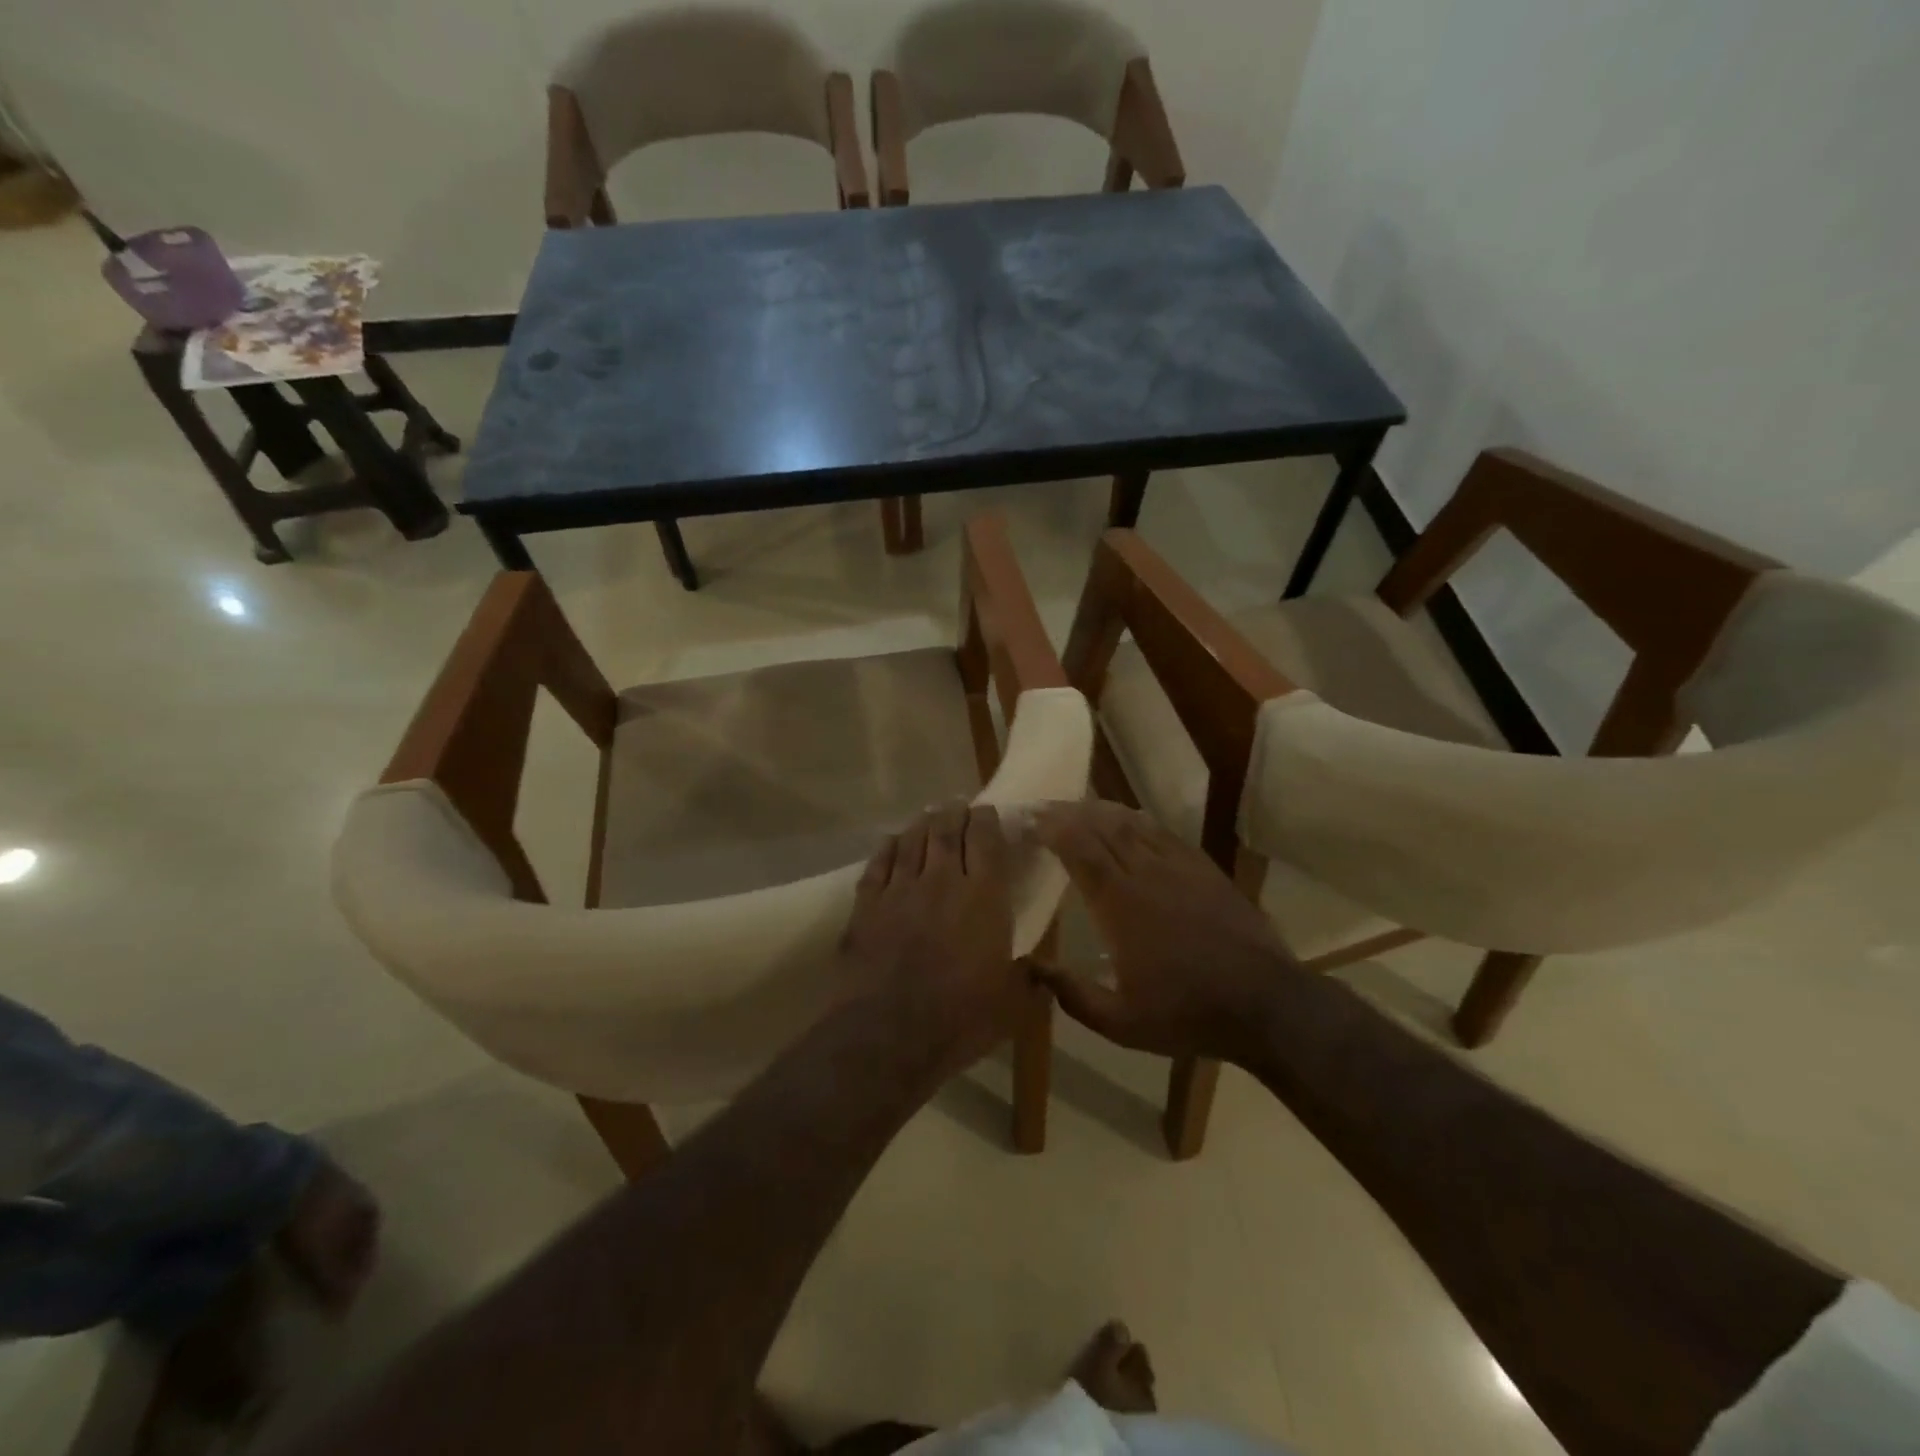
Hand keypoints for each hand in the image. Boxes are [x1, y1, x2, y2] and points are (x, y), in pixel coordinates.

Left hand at [838, 803, 1020, 1076]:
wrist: (887, 1033)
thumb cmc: (959, 1018)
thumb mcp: (1012, 1005)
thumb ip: (1027, 979)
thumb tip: (1039, 972)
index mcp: (983, 897)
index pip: (987, 841)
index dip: (988, 821)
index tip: (989, 811)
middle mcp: (942, 881)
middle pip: (947, 831)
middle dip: (955, 813)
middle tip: (959, 805)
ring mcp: (900, 889)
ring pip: (912, 841)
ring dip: (922, 823)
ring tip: (929, 814)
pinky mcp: (867, 904)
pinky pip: (878, 863)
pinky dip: (887, 847)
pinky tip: (891, 840)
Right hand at [1033, 802, 1298, 1063]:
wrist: (1264, 1003)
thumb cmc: (1187, 1013)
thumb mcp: (1120, 1022)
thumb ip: (1071, 994)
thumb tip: (1030, 967)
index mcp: (1119, 904)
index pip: (1079, 849)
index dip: (1052, 828)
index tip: (1031, 820)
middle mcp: (1146, 873)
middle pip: (1102, 826)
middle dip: (1070, 812)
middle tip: (1046, 807)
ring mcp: (1179, 867)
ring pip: (1133, 823)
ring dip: (1102, 810)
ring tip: (1080, 807)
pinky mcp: (1205, 869)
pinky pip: (1164, 832)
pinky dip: (1139, 819)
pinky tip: (1131, 819)